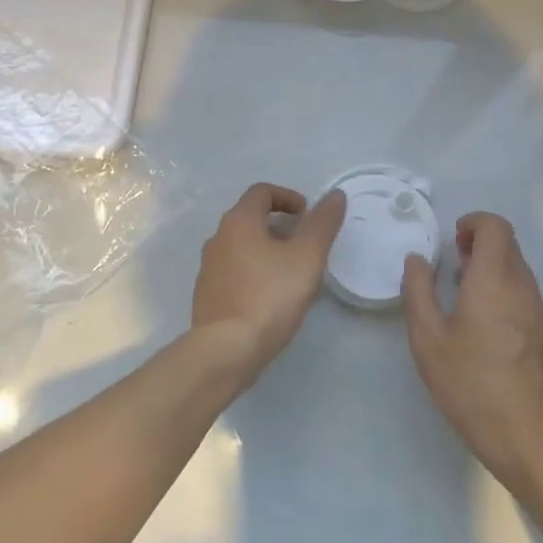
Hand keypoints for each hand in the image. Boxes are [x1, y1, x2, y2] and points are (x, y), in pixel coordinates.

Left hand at [192, 182, 346, 386]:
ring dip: (266, 250)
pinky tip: (270, 298)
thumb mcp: (307, 257)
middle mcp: (218, 238)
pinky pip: (234, 272)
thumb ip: (322, 223)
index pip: (262, 192)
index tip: (308, 215)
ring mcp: (208, 268)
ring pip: (241, 246)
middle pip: (250, 218)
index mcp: (239, 221)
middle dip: (279, 225)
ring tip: (291, 272)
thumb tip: (335, 195)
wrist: (226, 350)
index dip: (288, 197)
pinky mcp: (207, 295)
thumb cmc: (270, 296)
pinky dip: (253, 272)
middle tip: (304, 244)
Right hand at [402, 212, 542, 492]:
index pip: (496, 227)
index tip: (454, 240)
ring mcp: (540, 311)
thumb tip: (417, 259)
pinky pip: (526, 295)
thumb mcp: (428, 340)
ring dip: (493, 269)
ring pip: (519, 270)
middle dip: (481, 245)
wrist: (527, 437)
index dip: (474, 223)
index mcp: (493, 282)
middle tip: (454, 269)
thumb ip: (418, 292)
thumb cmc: (470, 386)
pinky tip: (487, 328)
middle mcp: (522, 288)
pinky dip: (506, 292)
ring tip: (466, 299)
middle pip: (509, 245)